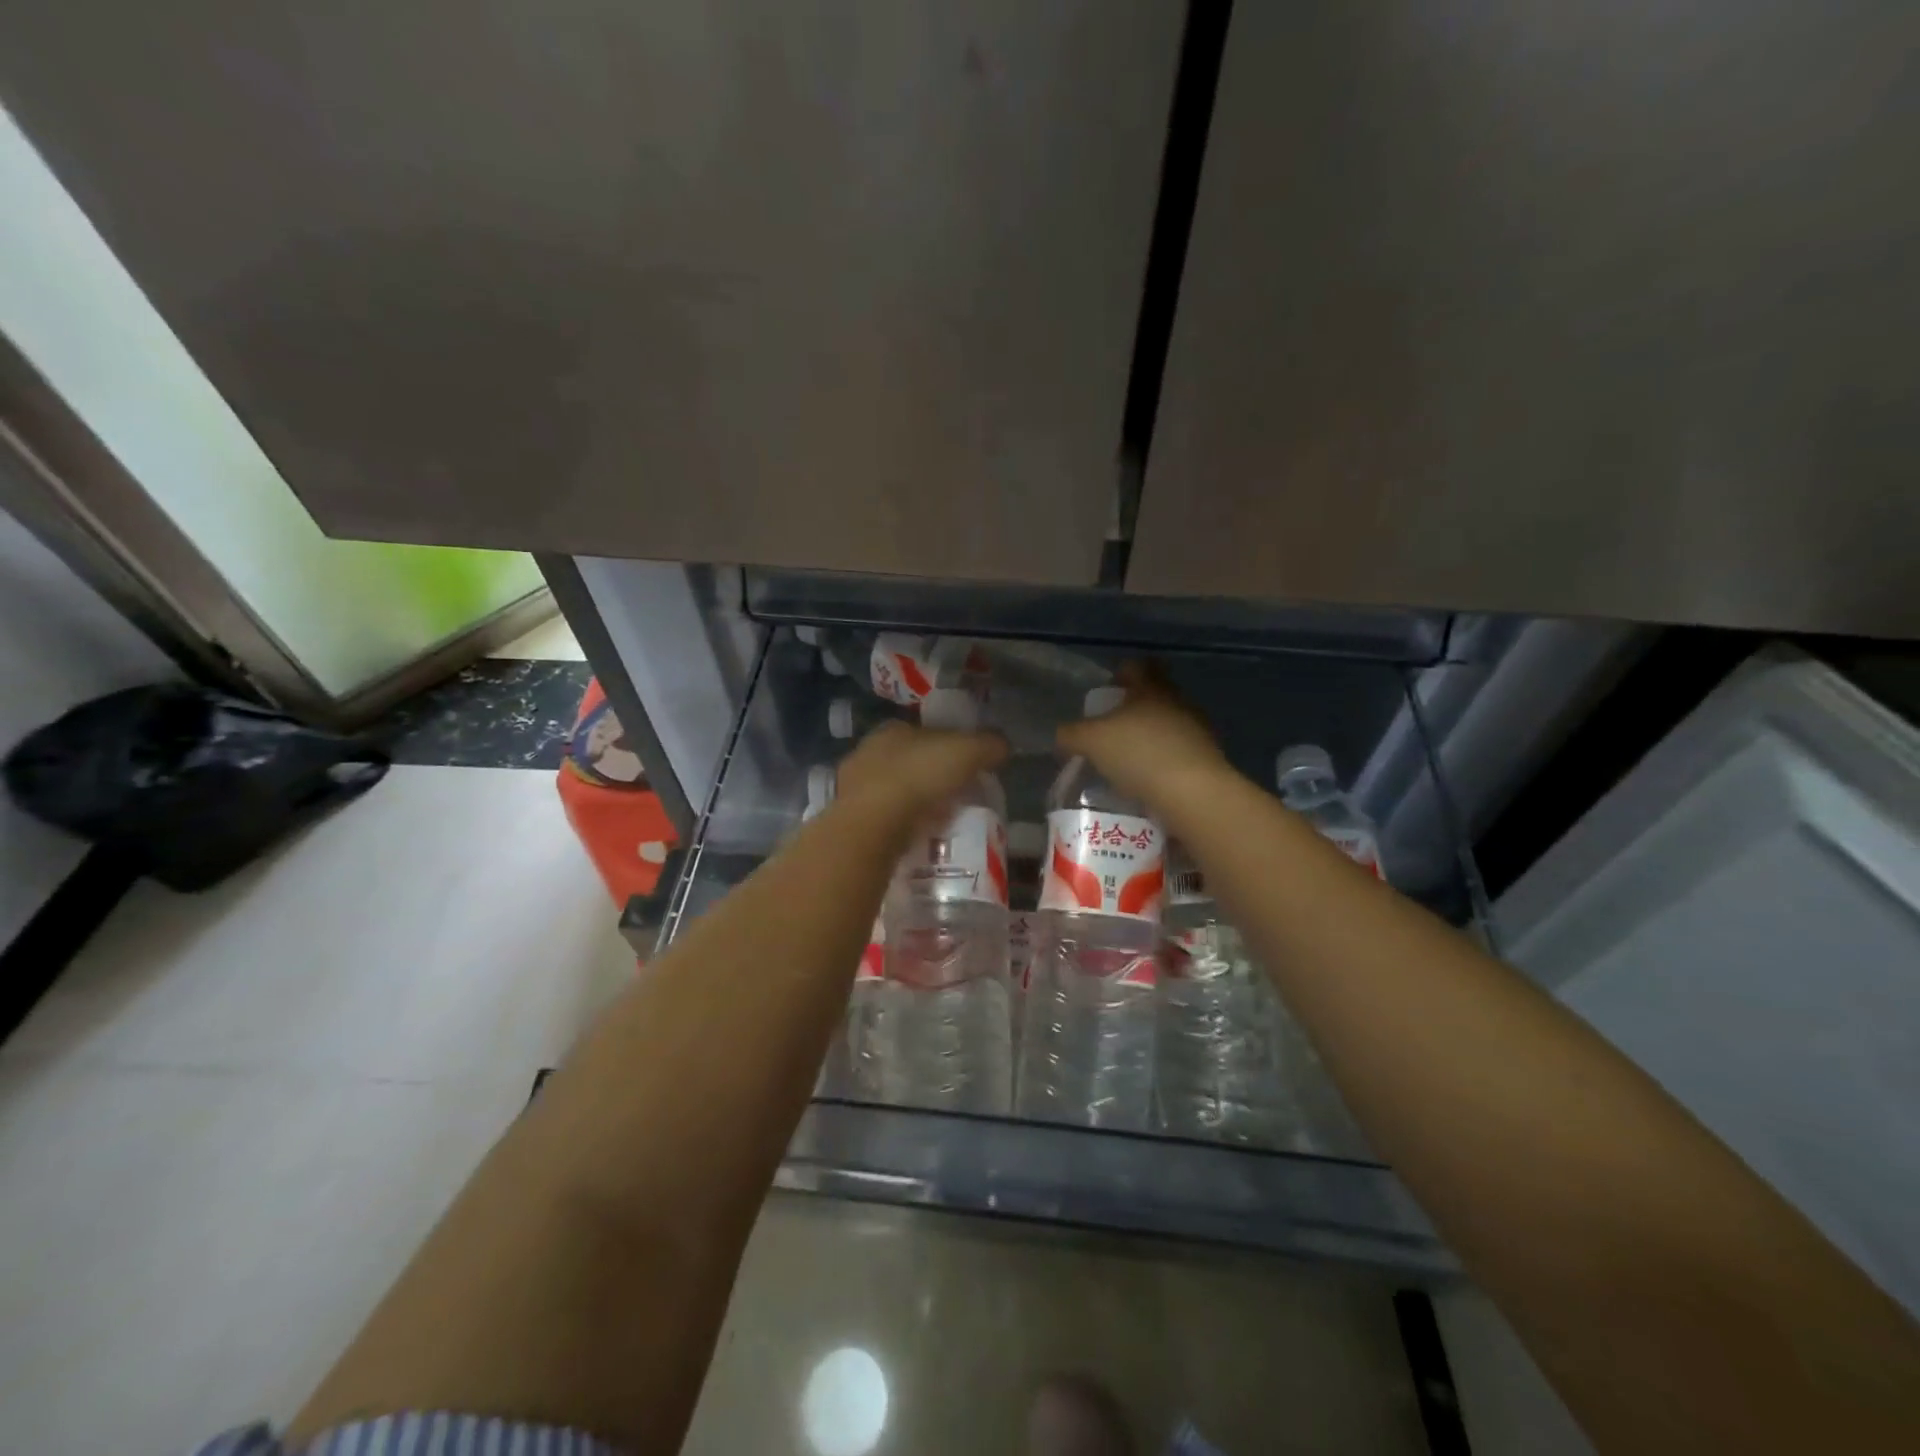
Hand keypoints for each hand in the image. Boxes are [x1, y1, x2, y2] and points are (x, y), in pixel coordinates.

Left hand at [835, 718, 1007, 827]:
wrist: (872, 825)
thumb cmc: (919, 776)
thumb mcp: (968, 752)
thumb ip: (989, 745)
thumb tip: (1003, 745)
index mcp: (893, 728)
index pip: (925, 732)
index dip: (948, 746)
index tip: (967, 766)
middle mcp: (868, 751)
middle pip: (908, 761)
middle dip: (930, 775)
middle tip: (957, 795)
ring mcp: (853, 787)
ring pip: (893, 790)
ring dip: (914, 802)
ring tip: (940, 819)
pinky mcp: (850, 819)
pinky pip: (883, 818)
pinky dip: (900, 824)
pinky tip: (917, 836)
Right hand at [1055, 662, 1231, 813]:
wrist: (1193, 793)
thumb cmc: (1138, 753)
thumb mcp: (1090, 741)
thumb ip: (1071, 734)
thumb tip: (1062, 736)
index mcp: (1151, 688)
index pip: (1138, 666)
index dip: (1121, 674)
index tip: (1107, 692)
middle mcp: (1177, 702)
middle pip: (1154, 696)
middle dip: (1133, 710)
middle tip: (1109, 730)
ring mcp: (1196, 731)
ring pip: (1166, 725)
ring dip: (1148, 738)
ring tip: (1125, 761)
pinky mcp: (1206, 760)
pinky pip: (1177, 753)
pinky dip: (1161, 763)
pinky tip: (1145, 781)